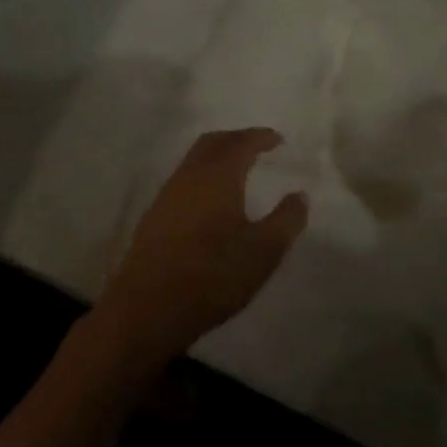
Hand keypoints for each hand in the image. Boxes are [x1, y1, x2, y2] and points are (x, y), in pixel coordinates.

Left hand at [94, 128, 309, 366]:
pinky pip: (184, 180)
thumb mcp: (263, 251)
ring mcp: (167, 195)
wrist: (147, 309)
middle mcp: (190, 176)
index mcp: (218, 176)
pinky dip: (203, 175)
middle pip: (213, 142)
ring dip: (217, 156)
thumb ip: (286, 220)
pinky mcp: (155, 217)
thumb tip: (299, 195)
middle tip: (258, 146)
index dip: (261, 137)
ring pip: (194, 160)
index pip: (241, 143)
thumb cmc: (212, 275)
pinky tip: (212, 200)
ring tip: (239, 170)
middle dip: (237, 138)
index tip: (278, 140)